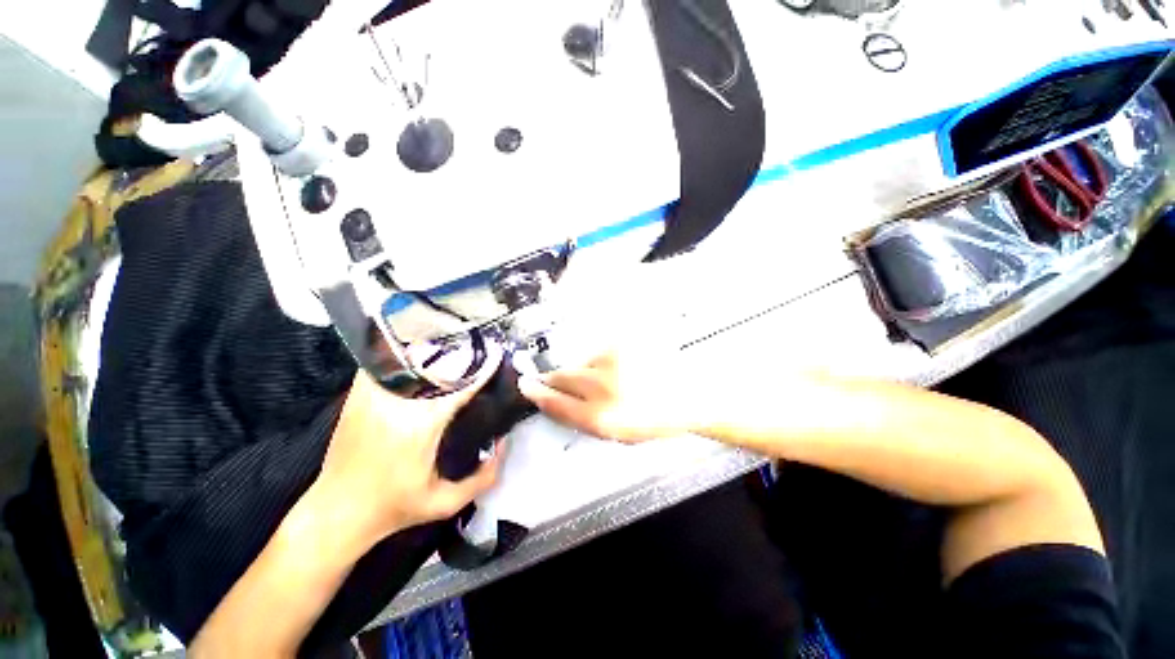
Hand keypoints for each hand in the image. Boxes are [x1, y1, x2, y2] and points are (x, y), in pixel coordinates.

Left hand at [318, 353, 503, 542]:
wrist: (336, 512)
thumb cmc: (394, 508)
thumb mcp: (447, 503)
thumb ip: (484, 476)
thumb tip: (503, 441)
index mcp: (422, 424)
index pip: (461, 383)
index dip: (483, 368)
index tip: (497, 357)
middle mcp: (397, 402)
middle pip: (437, 362)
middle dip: (461, 353)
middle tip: (481, 348)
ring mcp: (373, 394)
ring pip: (410, 356)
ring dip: (434, 350)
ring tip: (455, 346)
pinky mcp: (358, 394)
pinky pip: (387, 362)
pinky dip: (406, 356)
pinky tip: (421, 358)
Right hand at [518, 352, 696, 442]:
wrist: (688, 394)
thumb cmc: (651, 419)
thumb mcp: (614, 432)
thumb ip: (580, 418)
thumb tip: (553, 402)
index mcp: (600, 418)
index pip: (555, 403)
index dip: (537, 393)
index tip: (525, 385)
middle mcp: (601, 387)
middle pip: (561, 377)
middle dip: (551, 378)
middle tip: (549, 379)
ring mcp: (612, 361)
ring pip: (581, 363)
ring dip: (583, 372)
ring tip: (606, 381)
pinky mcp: (621, 344)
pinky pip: (598, 354)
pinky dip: (600, 362)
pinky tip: (618, 369)